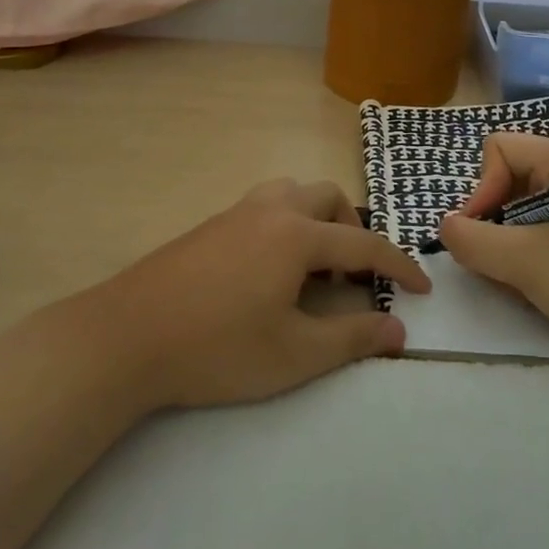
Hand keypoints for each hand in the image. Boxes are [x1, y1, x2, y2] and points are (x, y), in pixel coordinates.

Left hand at [87, 178, 429, 408]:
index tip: (422, 289)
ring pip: (292, 193)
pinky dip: (286, 225)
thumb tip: (399, 331)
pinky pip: (264, 207)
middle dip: (353, 231)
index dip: (399, 267)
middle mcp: (270, 210)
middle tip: (354, 277)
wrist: (125, 336)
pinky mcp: (209, 225)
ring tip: (312, 268)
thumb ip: (352, 340)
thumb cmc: (218, 348)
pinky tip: (269, 272)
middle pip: (328, 199)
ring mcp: (235, 213)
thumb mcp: (294, 354)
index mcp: (297, 235)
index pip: (364, 245)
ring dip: (316, 220)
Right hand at [434, 133, 548, 351]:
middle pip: (508, 178)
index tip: (480, 234)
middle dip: (493, 221)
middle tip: (500, 262)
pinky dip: (532, 254)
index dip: (480, 189)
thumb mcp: (524, 262)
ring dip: (511, 243)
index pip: (497, 149)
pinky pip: (545, 229)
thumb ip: (472, 241)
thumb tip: (446, 228)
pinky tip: (545, 285)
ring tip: (523, 280)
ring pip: (523, 208)